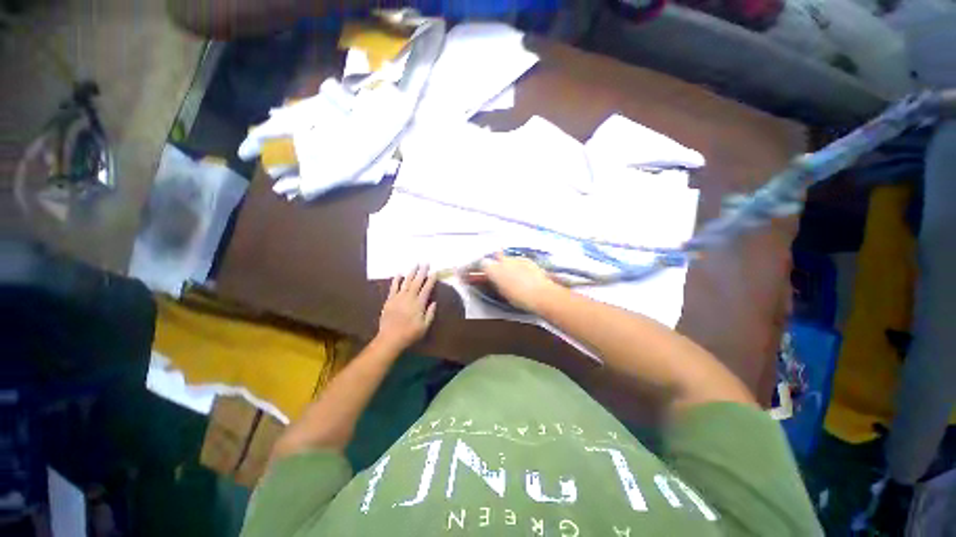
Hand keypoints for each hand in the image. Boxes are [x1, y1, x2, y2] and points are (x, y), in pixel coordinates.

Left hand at [376, 264, 437, 350]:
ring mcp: (398, 297)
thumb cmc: (410, 333)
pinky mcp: (390, 300)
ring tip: (415, 264)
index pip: (427, 288)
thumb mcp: (425, 326)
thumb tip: (434, 302)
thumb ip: (430, 313)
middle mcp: (409, 297)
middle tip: (426, 262)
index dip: (431, 280)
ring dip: (411, 272)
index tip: (435, 272)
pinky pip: (393, 287)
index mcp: (419, 304)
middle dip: (422, 272)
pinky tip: (399, 273)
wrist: (390, 338)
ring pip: (406, 282)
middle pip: (417, 282)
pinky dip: (396, 280)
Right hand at [480, 253, 560, 312]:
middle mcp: (504, 260)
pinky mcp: (528, 260)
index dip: (483, 268)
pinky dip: (519, 265)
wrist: (541, 294)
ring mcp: (517, 258)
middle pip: (496, 258)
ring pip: (509, 258)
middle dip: (497, 263)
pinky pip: (520, 261)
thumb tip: (494, 279)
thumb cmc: (519, 297)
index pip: (483, 263)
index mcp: (494, 270)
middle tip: (500, 274)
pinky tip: (524, 274)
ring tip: (514, 275)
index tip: (485, 273)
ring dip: (509, 264)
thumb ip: (496, 282)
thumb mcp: (502, 292)